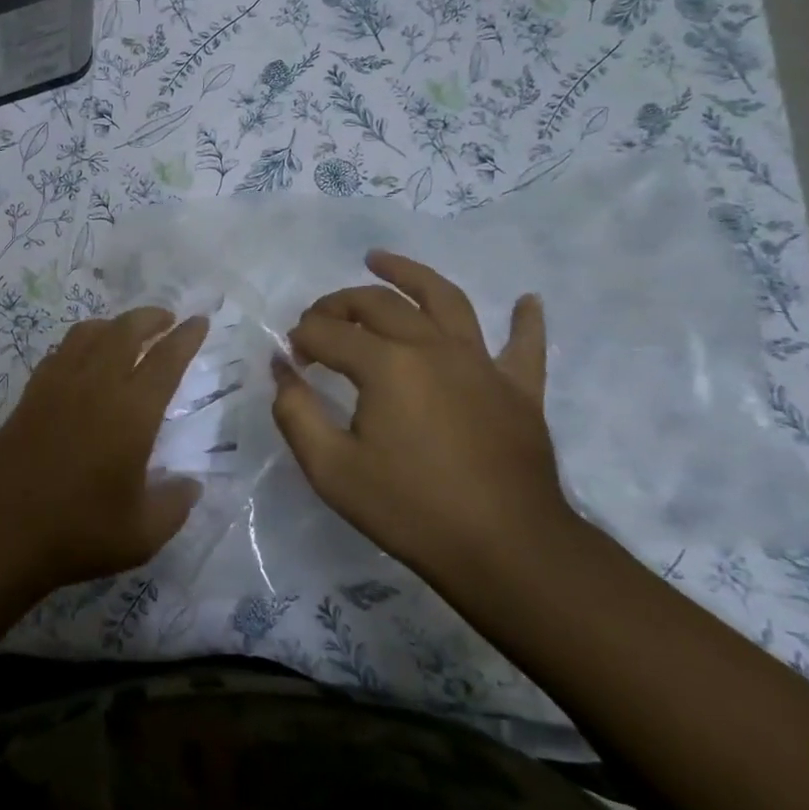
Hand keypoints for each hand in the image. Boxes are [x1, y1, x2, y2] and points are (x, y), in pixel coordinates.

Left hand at [0, 307, 209, 590]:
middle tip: (166, 319)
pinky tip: (82, 361)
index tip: (199, 320)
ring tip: (125, 333)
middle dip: (150, 317)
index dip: (186, 337)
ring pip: (87, 334)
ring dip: (113, 324)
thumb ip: (174, 505)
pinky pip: (59, 353)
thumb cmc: (77, 533)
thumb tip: (191, 485)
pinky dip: (79, 344)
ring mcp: (56, 386)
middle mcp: (94, 386)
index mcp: (131, 412)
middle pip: (124, 331)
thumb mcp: (142, 534)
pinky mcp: (28, 396)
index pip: (166, 360)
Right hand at [271, 251, 569, 581]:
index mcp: (386, 365)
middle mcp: (432, 347)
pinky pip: (525, 345)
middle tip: (318, 320)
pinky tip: (526, 301)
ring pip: (444, 299)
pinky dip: (526, 320)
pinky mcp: (518, 389)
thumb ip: (295, 412)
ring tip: (380, 260)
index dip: (302, 339)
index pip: (328, 333)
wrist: (506, 550)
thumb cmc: (409, 509)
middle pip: (378, 304)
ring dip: (409, 274)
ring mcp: (481, 364)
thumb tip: (281, 370)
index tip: (291, 360)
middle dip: (338, 305)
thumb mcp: (330, 468)